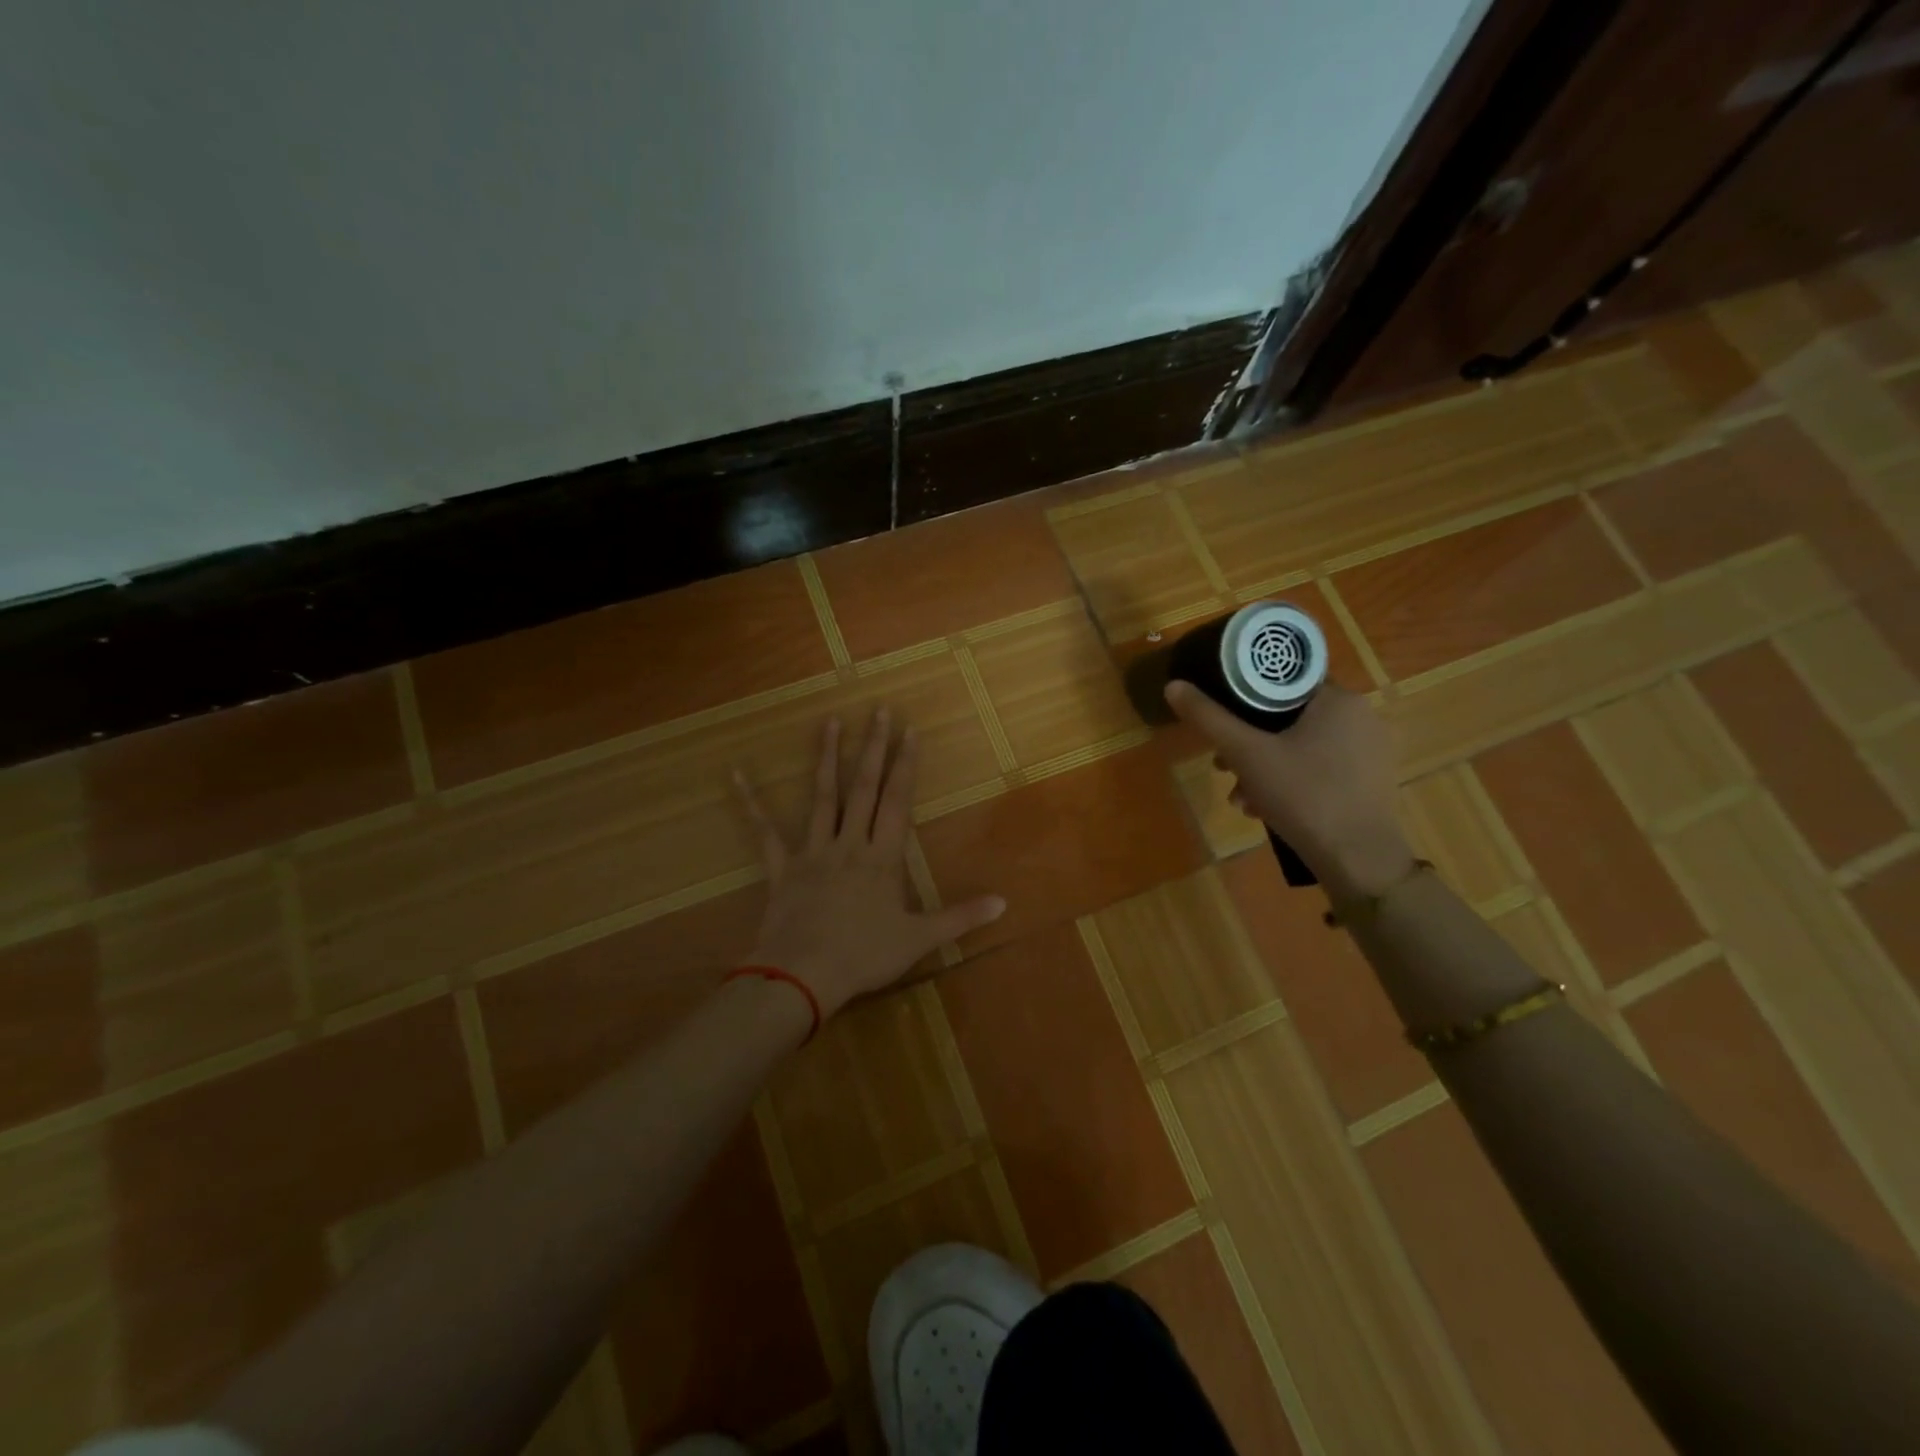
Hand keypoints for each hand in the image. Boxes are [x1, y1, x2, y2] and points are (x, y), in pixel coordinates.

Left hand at [736, 708, 1005, 1015]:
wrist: (803, 976)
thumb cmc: (864, 956)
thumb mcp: (920, 939)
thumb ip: (961, 917)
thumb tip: (1004, 902)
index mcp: (883, 858)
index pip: (898, 801)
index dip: (906, 765)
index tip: (910, 730)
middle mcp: (849, 844)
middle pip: (864, 789)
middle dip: (874, 748)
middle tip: (878, 710)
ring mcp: (813, 852)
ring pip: (822, 798)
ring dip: (828, 759)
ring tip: (831, 722)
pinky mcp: (783, 868)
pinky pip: (765, 832)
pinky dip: (752, 803)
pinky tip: (737, 775)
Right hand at [1164, 681, 1415, 898]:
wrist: (1358, 860)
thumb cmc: (1303, 796)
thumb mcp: (1246, 754)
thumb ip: (1209, 718)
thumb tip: (1174, 685)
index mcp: (1338, 699)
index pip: (1282, 681)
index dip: (1245, 698)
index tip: (1222, 722)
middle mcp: (1360, 716)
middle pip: (1287, 717)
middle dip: (1248, 743)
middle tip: (1223, 767)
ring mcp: (1369, 751)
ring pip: (1300, 745)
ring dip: (1263, 767)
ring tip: (1240, 797)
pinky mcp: (1369, 781)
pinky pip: (1319, 767)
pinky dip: (1289, 780)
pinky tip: (1265, 808)